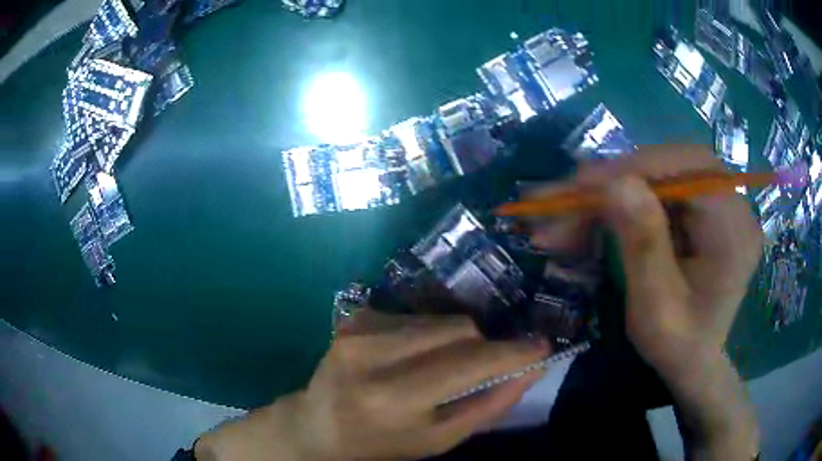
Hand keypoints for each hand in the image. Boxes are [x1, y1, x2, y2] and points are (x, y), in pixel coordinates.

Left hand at [196, 310, 550, 460]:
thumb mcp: (437, 440)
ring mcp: (359, 329)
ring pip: (440, 319)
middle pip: (458, 329)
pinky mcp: (355, 317)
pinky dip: (428, 334)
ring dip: (456, 340)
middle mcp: (372, 354)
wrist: (317, 425)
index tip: (541, 347)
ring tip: (441, 367)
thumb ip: (487, 406)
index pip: (468, 363)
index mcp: (393, 397)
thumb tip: (529, 370)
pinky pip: (416, 316)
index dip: (511, 353)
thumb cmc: (380, 444)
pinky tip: (411, 357)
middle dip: (483, 346)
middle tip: (486, 366)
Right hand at [577, 145, 762, 367]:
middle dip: (621, 176)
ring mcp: (722, 204)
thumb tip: (617, 182)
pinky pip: (666, 187)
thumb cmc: (678, 346)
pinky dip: (630, 197)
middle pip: (674, 163)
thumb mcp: (656, 308)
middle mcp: (734, 206)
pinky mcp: (707, 208)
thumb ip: (643, 245)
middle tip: (573, 196)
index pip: (686, 172)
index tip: (580, 186)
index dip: (632, 171)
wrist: (695, 361)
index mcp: (733, 231)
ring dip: (619, 187)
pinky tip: (605, 213)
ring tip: (578, 209)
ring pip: (665, 171)